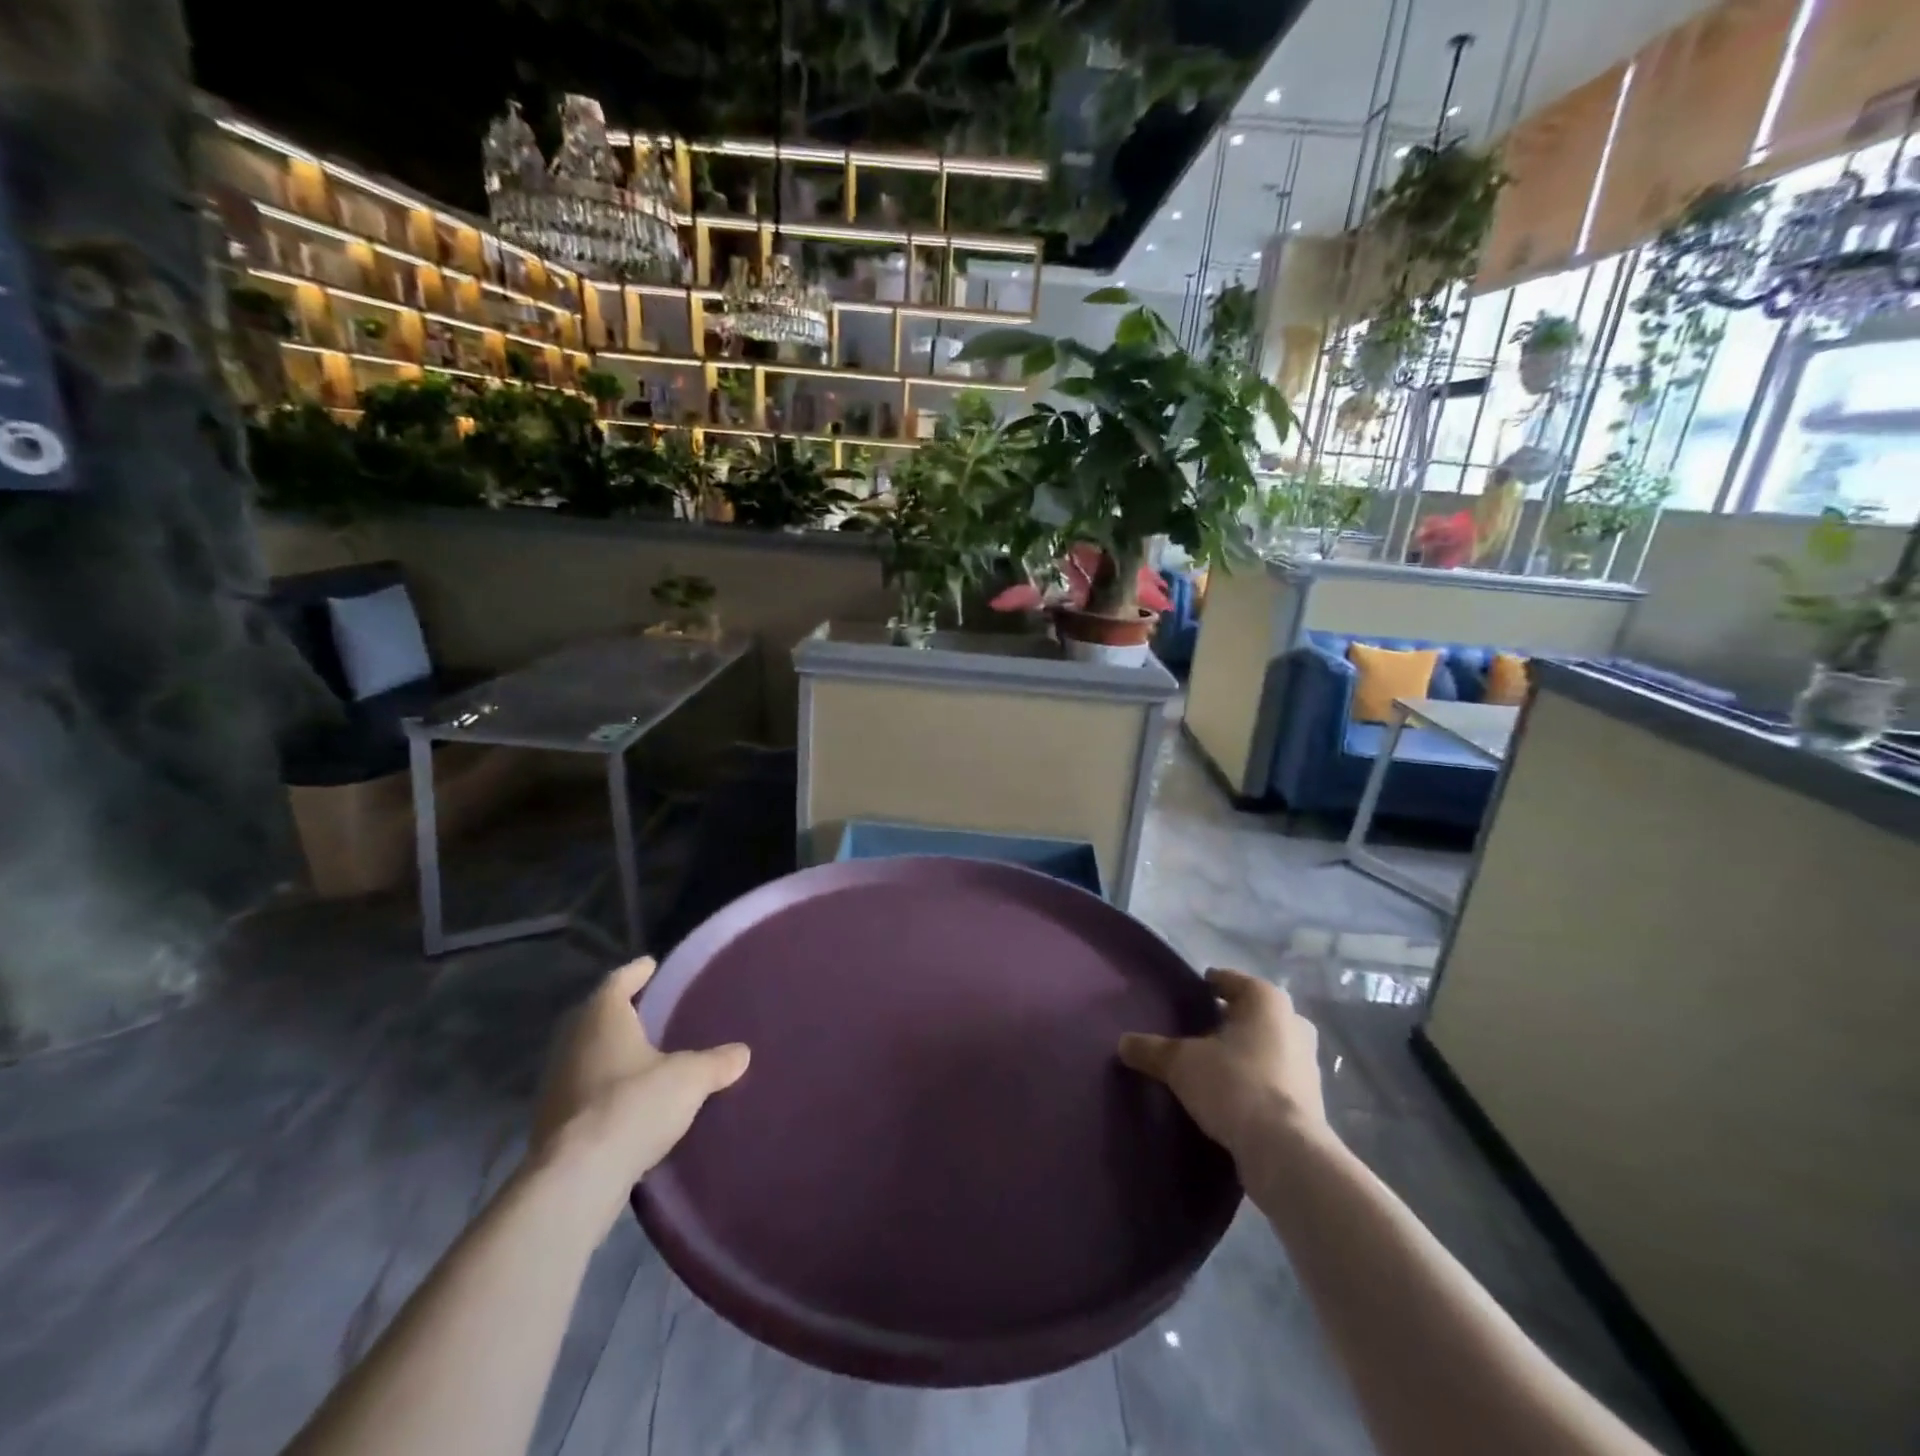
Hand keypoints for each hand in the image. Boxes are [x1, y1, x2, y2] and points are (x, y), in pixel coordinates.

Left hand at [530, 957, 749, 1230]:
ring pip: (583, 1053)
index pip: (618, 981)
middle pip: (594, 1015)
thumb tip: (742, 1053)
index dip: (636, 972)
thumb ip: (716, 1062)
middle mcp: (571, 1042)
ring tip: (639, 1054)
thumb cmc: (635, 1104)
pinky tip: (622, 1097)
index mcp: (601, 1017)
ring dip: (606, 1051)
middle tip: (647, 1009)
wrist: (579, 1177)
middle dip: (618, 1011)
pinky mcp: (550, 1121)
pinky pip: (580, 1088)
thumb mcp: (690, 1079)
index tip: (651, 965)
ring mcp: (554, 1082)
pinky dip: (599, 1085)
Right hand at [1118, 969, 1328, 1162]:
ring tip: (1210, 1065)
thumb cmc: (1234, 1085)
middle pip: (1251, 1013)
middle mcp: (1293, 1023)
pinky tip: (1231, 1094)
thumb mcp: (1181, 1063)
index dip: (1206, 986)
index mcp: (1266, 1000)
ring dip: (1243, 1052)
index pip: (1229, 980)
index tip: (1186, 997)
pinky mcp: (1311, 1099)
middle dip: (1227, 1021)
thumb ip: (1151, 1049)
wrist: (1285, 1152)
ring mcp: (1307, 1063)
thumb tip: (1123, 1043)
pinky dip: (1255, 1080)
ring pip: (1266, 1045)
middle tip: (1196, 1032)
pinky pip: (1274, 1077)